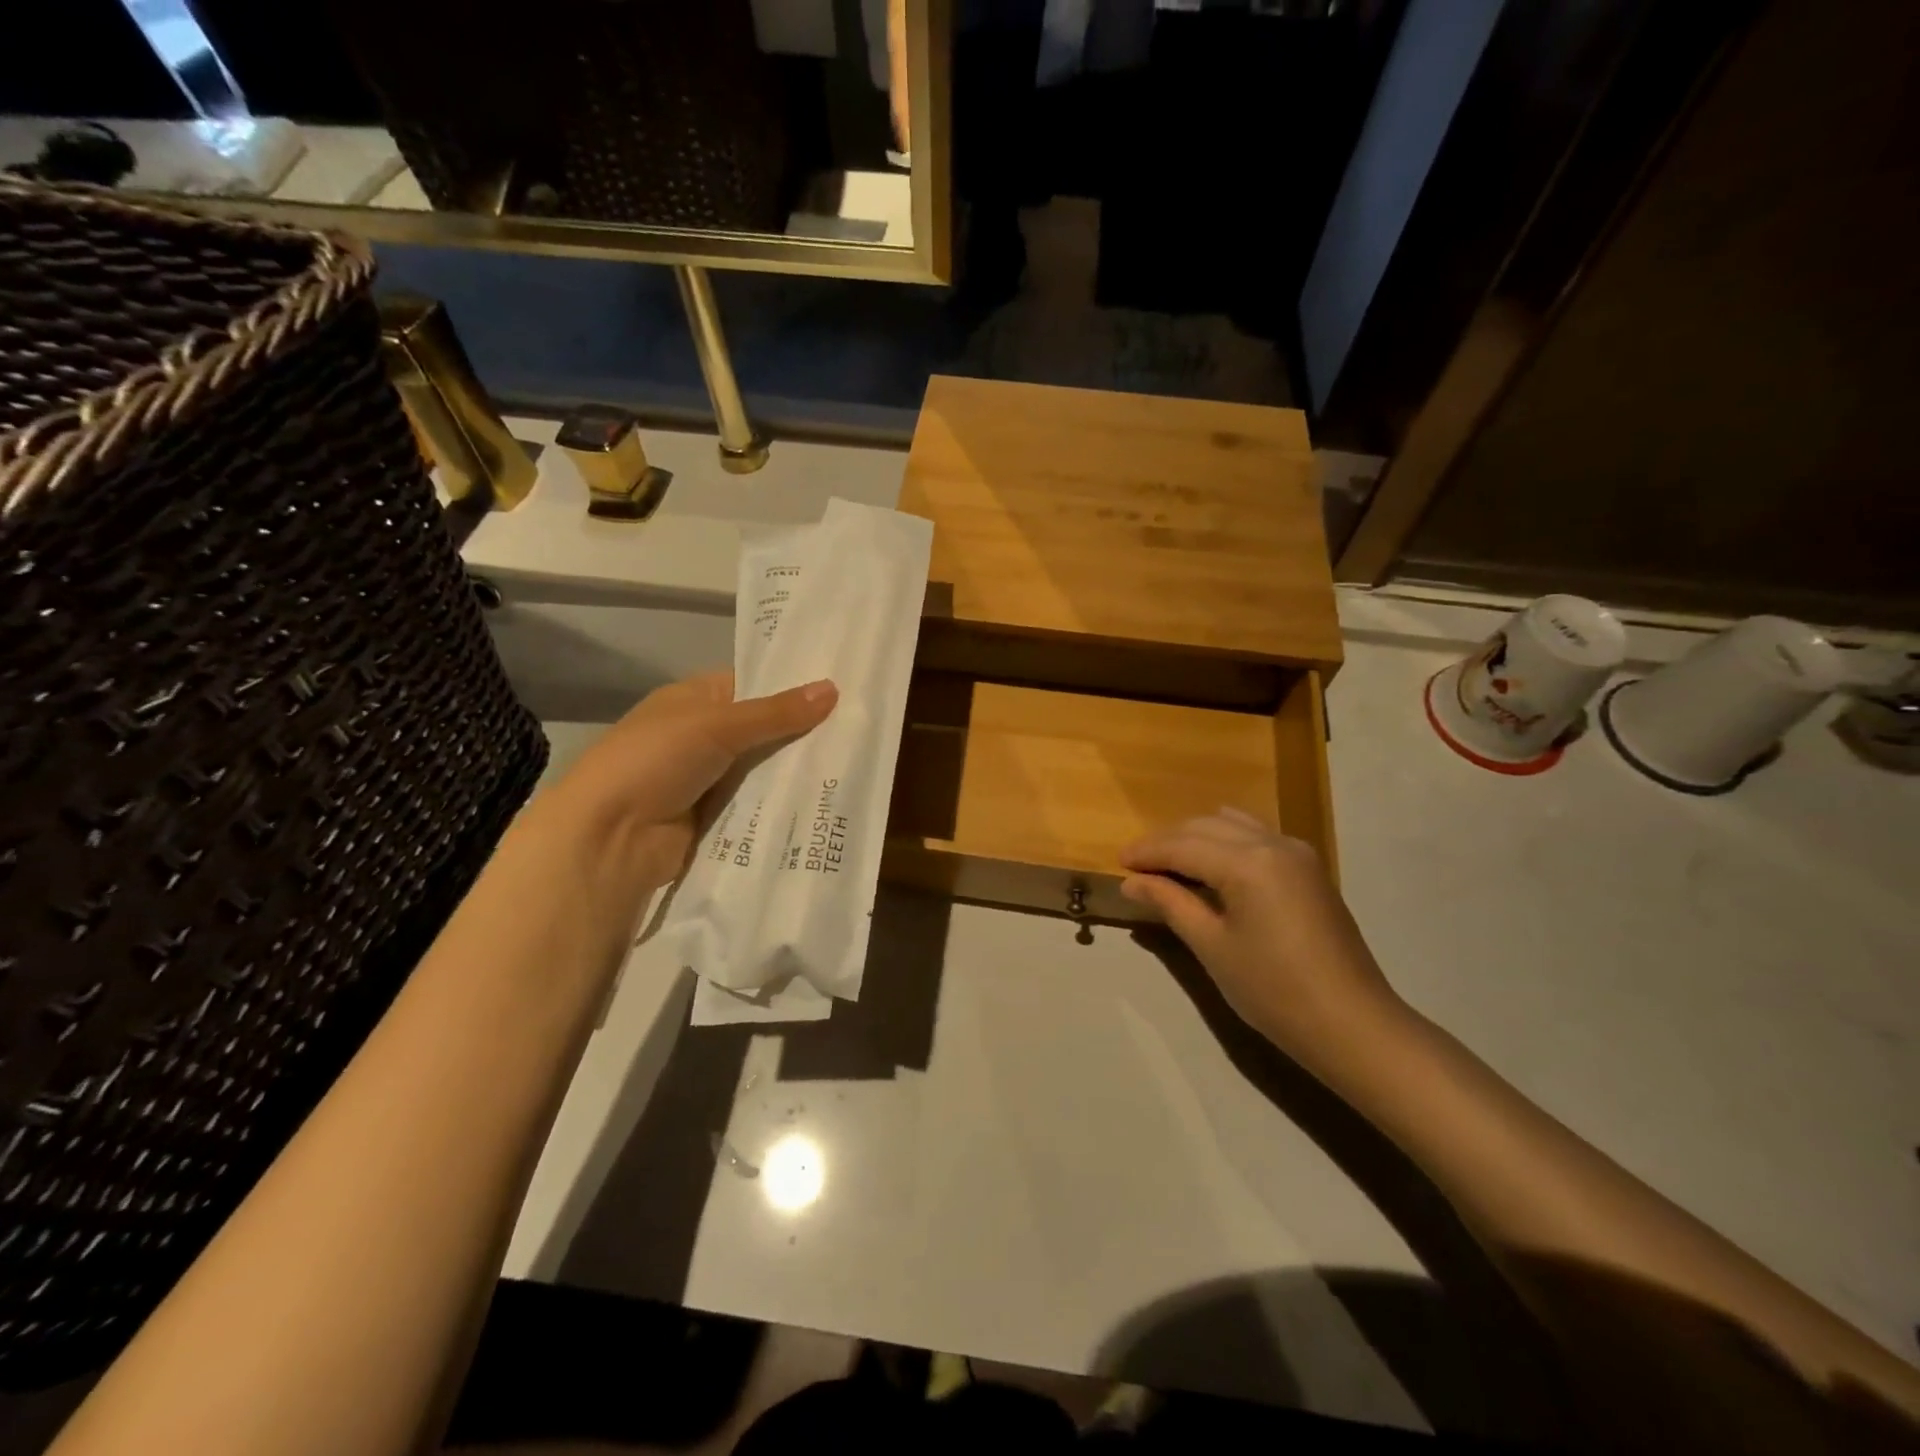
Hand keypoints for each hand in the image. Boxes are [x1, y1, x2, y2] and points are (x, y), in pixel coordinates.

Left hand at [545, 671, 836, 897]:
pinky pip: (760, 805)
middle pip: (764, 730)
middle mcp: (703, 736)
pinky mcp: (718, 818)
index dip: (792, 686)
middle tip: (862, 729)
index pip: (752, 684)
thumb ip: (776, 712)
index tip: (843, 689)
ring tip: (857, 764)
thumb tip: (833, 688)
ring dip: (797, 771)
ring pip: (765, 770)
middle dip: (804, 732)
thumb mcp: (717, 725)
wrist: (609, 838)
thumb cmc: (654, 761)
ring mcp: (710, 780)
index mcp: (694, 700)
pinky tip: (829, 801)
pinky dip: (784, 804)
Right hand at [1119, 809, 1402, 1059]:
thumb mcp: (1212, 946)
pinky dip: (1225, 842)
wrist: (1352, 1024)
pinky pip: (1255, 837)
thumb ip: (1171, 903)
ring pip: (1232, 824)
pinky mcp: (1308, 868)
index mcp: (1248, 862)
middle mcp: (1273, 843)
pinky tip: (1211, 868)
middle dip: (1168, 841)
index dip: (1147, 852)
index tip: (1118, 863)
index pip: (1183, 845)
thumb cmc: (1274, 990)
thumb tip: (1132, 883)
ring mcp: (1296, 852)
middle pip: (1206, 826)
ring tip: (1170, 865)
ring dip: (1196, 837)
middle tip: (1137, 866)